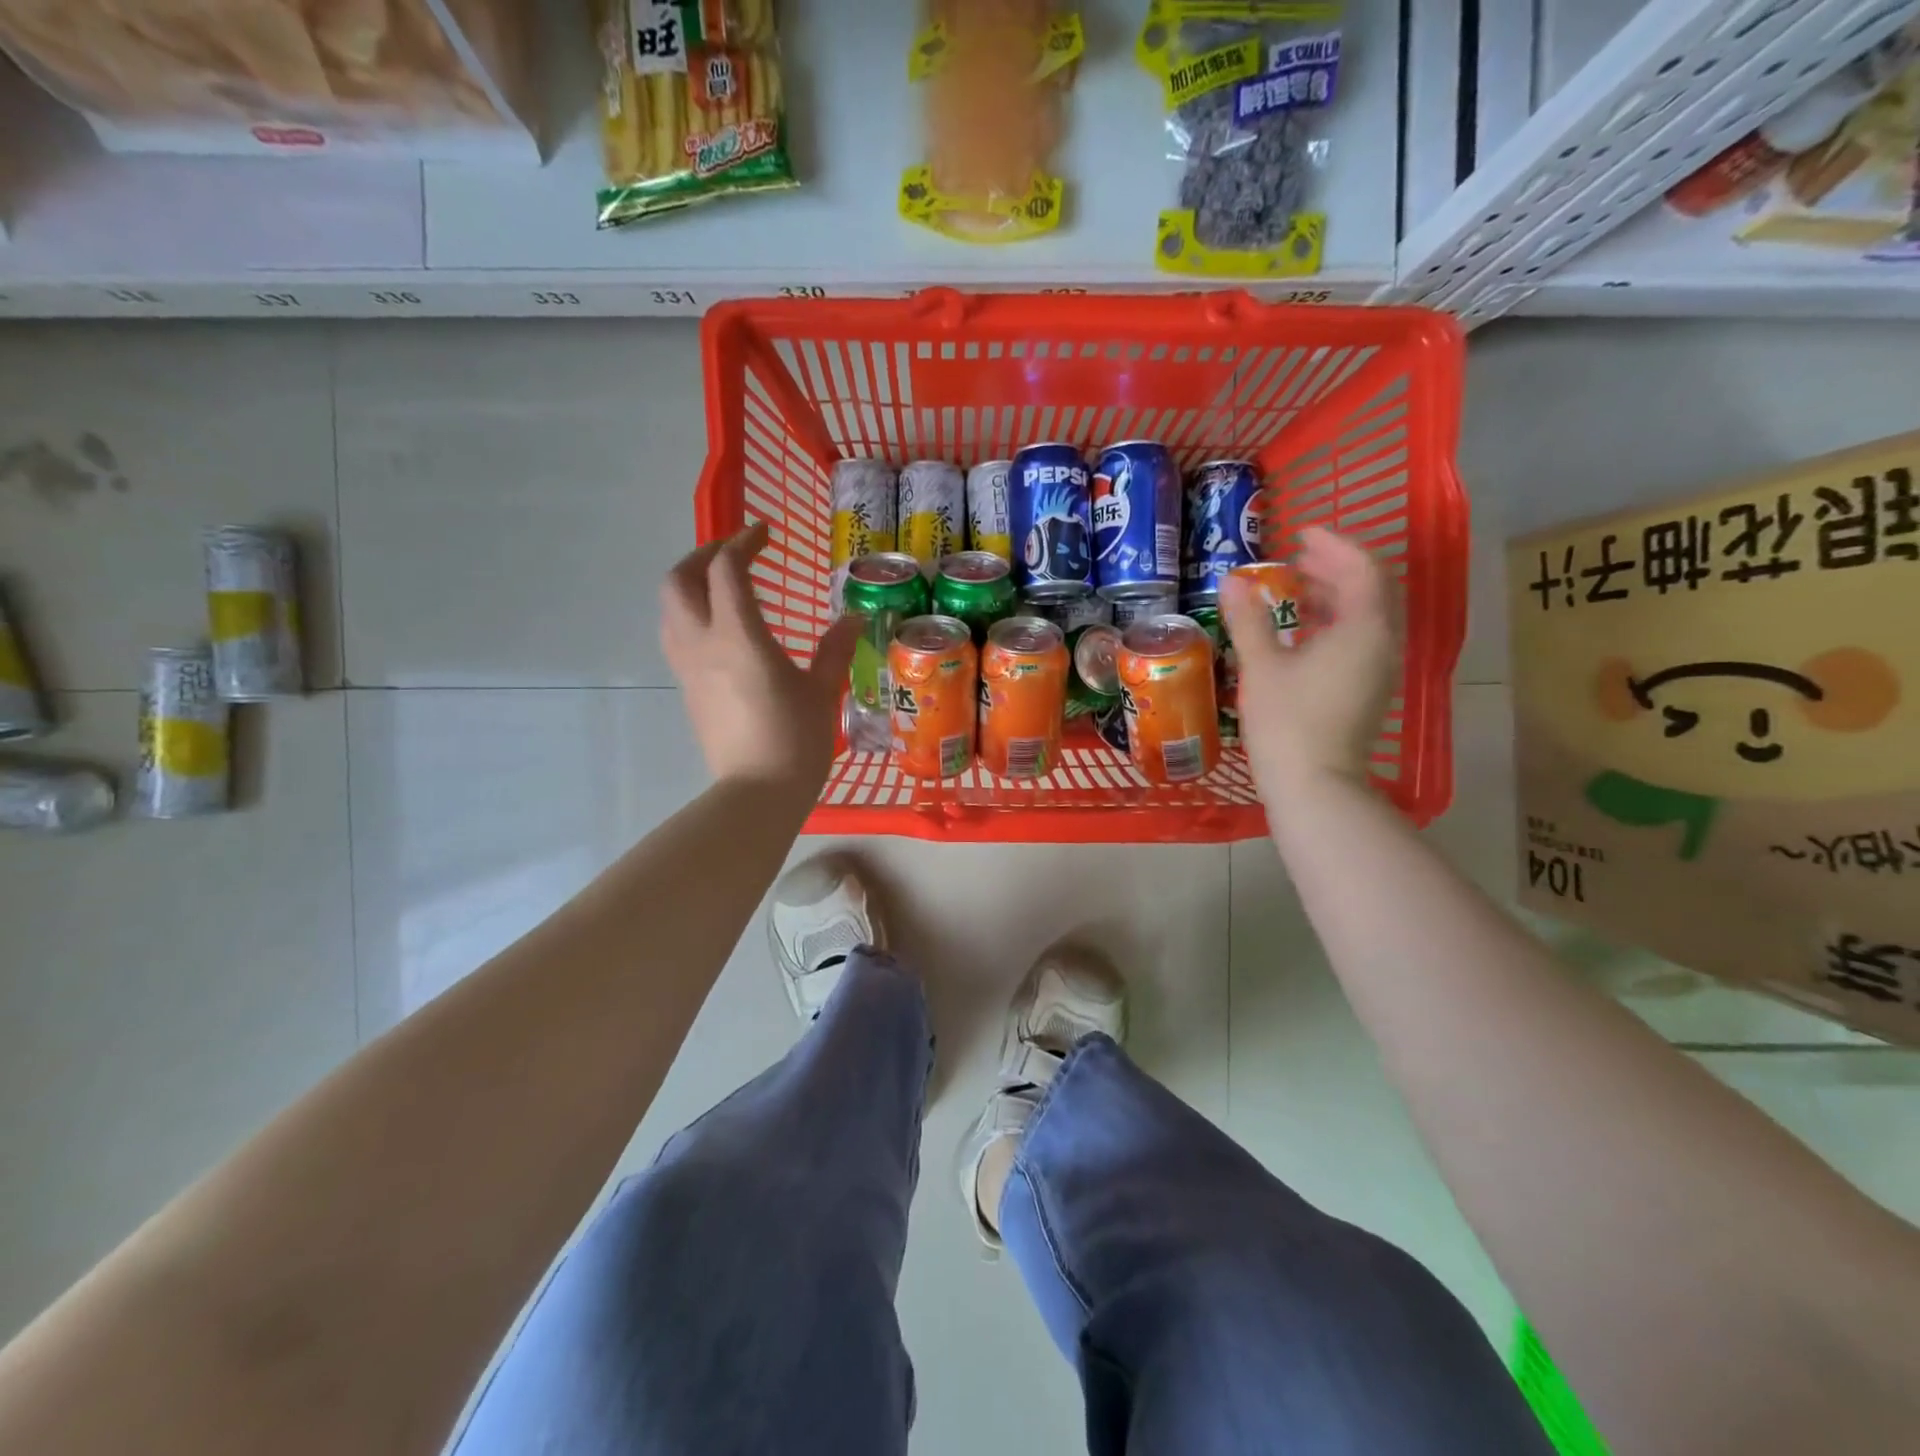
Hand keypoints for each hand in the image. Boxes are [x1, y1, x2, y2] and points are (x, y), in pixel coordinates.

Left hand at [661, 521, 860, 788]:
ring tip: (722, 585)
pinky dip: (690, 614)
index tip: (765, 534)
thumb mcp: (822, 691)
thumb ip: (834, 649)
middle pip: (679, 580)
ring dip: (690, 584)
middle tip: (734, 553)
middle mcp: (703, 643)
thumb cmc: (796, 740)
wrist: (757, 792)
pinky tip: (720, 628)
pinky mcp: (687, 689)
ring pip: (670, 608)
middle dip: (702, 556)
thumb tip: (853, 619)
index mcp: (739, 637)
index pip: (727, 570)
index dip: (743, 542)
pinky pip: (676, 635)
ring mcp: (689, 668)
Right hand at [1220, 527, 1396, 796]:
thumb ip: (1249, 620)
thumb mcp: (1262, 666)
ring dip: (1336, 594)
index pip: (1361, 567)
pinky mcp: (1369, 689)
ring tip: (1296, 587)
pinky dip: (1336, 621)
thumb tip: (1232, 582)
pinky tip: (1303, 631)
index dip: (1333, 544)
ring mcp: (1380, 668)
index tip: (1300, 534)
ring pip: (1367, 615)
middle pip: (1371, 588)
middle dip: (1336, 566)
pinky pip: (1361, 638)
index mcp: (1363, 628)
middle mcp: (1383, 642)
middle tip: (1297, 556)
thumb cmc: (1287, 722)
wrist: (1315, 785)